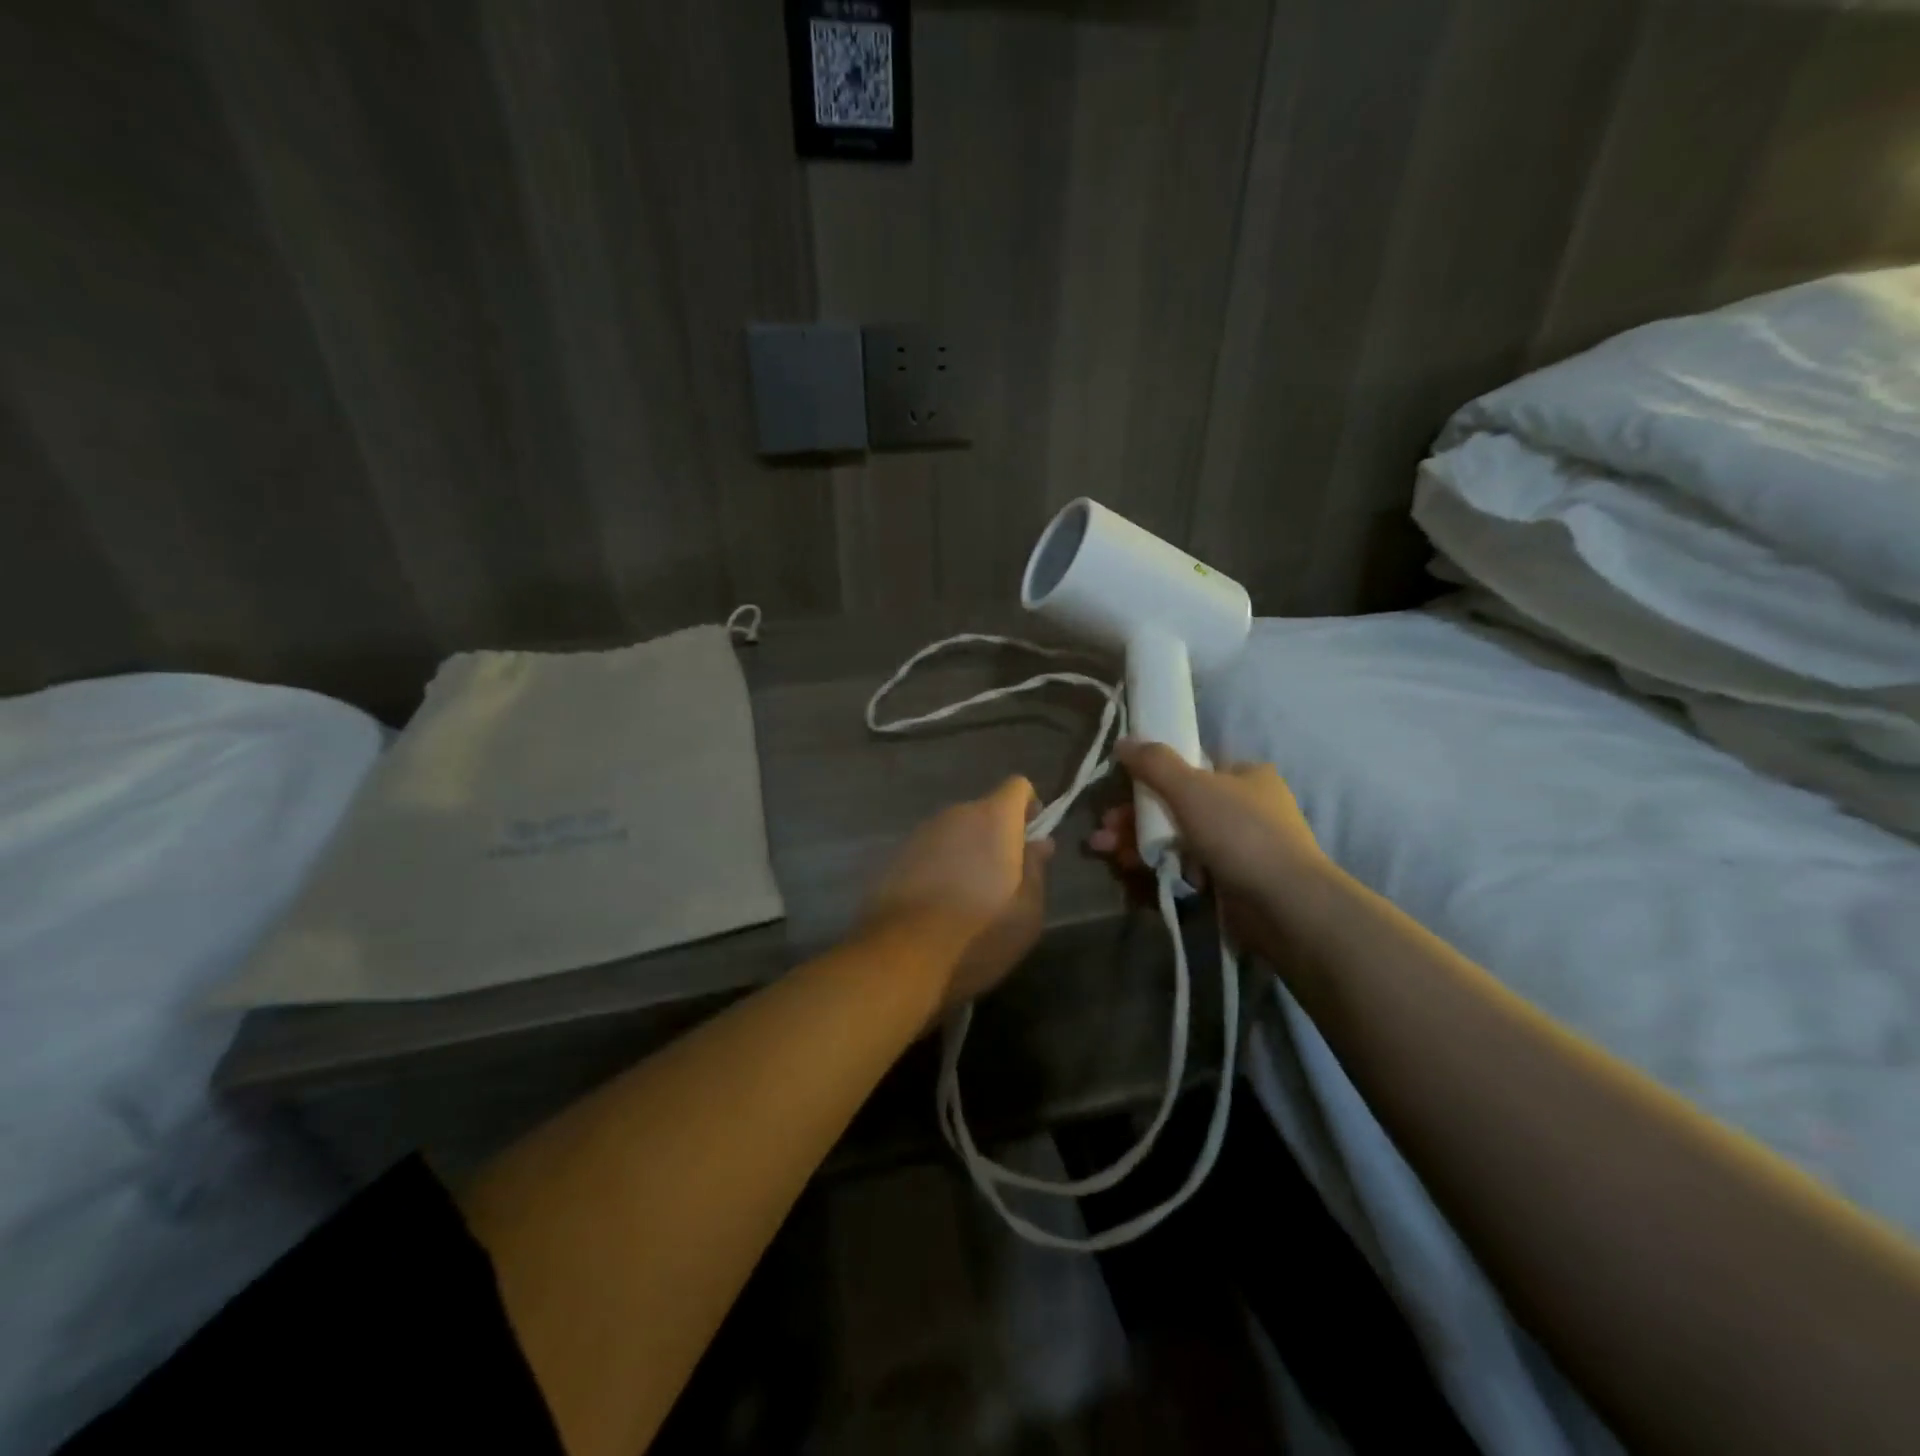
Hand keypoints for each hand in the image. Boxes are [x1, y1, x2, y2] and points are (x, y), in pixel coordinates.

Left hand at [858, 776, 1054, 1012]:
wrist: (902, 955)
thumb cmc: (980, 932)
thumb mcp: (1028, 911)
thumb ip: (1037, 868)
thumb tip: (1039, 842)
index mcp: (993, 819)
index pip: (1017, 787)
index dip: (1029, 807)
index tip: (1032, 839)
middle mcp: (955, 815)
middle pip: (984, 811)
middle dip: (997, 836)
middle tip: (1004, 879)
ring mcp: (921, 834)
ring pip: (955, 832)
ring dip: (966, 852)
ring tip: (969, 897)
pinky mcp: (896, 857)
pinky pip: (929, 852)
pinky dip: (939, 867)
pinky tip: (939, 905)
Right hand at [1088, 740, 1327, 955]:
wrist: (1285, 904)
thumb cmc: (1240, 832)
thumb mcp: (1191, 787)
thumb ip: (1154, 762)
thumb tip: (1123, 741)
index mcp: (1246, 776)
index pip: (1193, 768)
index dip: (1153, 776)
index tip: (1121, 790)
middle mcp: (1245, 808)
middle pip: (1177, 805)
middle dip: (1135, 816)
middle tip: (1104, 828)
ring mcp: (1239, 847)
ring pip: (1177, 837)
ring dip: (1138, 842)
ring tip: (1105, 851)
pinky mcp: (1231, 881)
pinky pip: (1186, 867)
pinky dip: (1160, 866)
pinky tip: (1133, 871)